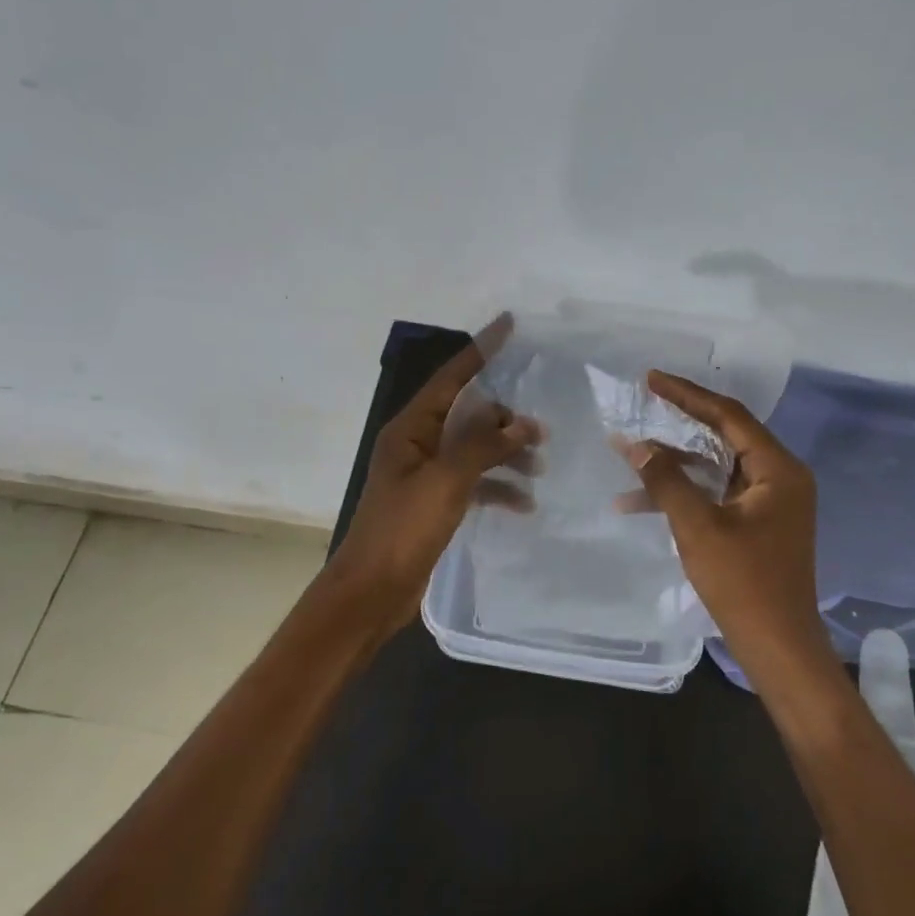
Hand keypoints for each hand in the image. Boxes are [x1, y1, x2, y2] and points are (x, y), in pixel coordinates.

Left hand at [324, 317, 540, 629]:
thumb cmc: (402, 529)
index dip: (481, 349)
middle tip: (543, 431)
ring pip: (475, 449)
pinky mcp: (436, 502)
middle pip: (469, 414)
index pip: (452, 376)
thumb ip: (484, 447)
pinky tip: (524, 504)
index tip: (509, 323)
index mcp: (411, 428)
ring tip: (540, 468)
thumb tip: (520, 424)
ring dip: (506, 455)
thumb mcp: (446, 481)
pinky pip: (474, 482)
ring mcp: (427, 474)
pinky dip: (498, 488)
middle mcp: (418, 443)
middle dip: (505, 419)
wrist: (371, 592)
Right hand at [618, 371, 827, 683]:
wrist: (778, 647)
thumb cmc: (744, 583)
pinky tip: (638, 502)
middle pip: (723, 436)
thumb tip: (636, 445)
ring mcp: (769, 502)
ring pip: (714, 467)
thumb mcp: (698, 527)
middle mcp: (780, 477)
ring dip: (673, 465)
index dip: (687, 395)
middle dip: (678, 423)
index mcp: (778, 470)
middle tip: (643, 402)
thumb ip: (666, 481)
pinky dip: (683, 494)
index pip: (729, 416)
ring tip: (628, 453)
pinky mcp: (756, 523)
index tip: (652, 379)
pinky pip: (715, 494)